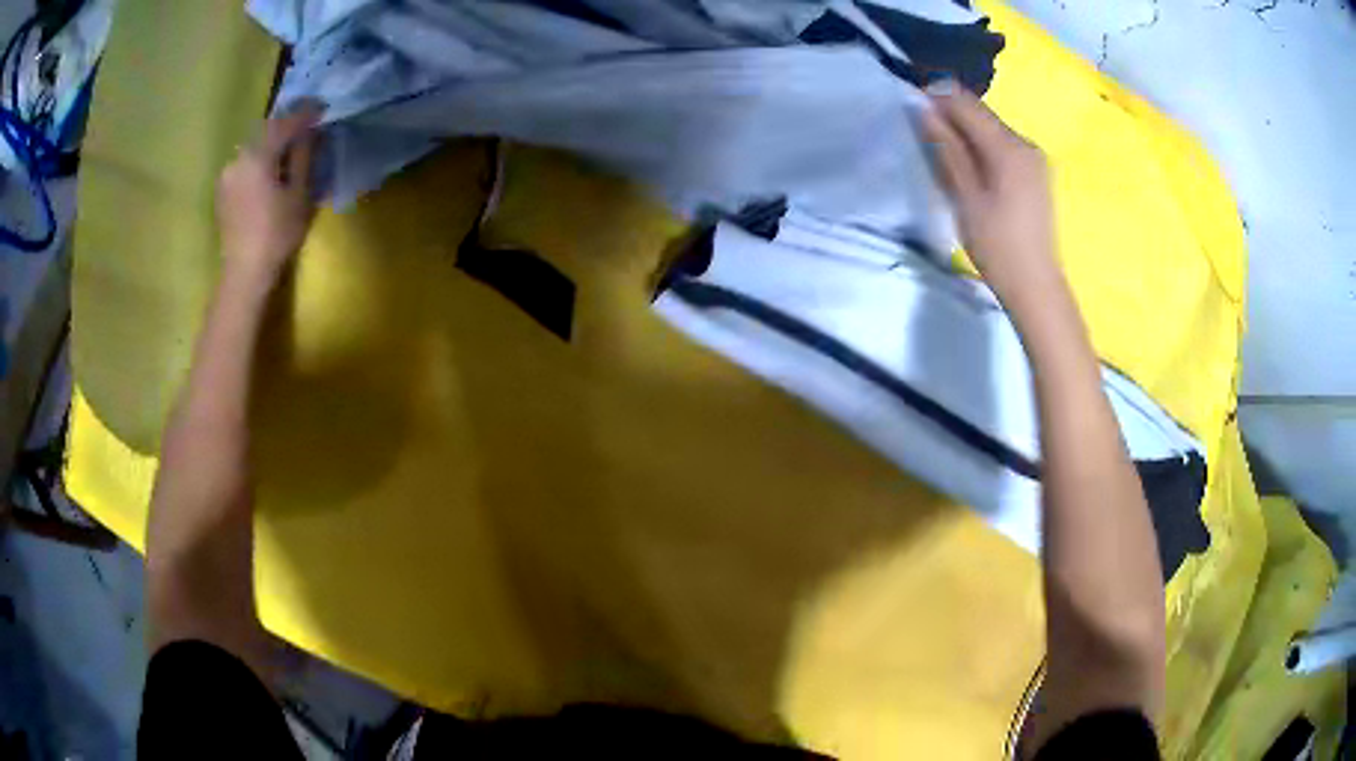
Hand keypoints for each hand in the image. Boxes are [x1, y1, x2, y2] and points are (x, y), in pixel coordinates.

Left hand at [217, 102, 323, 280]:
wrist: (243, 273)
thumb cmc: (276, 235)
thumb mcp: (299, 194)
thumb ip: (304, 157)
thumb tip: (310, 131)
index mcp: (257, 155)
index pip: (285, 123)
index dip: (305, 114)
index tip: (322, 108)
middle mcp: (238, 158)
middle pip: (266, 132)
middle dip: (286, 126)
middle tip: (307, 125)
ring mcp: (226, 175)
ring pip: (254, 148)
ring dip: (272, 144)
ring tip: (289, 149)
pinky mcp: (222, 190)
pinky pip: (244, 164)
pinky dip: (259, 160)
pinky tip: (269, 170)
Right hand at [921, 83, 1061, 313]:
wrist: (1036, 286)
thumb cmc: (997, 246)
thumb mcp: (965, 196)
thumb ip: (947, 148)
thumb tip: (925, 110)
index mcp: (1009, 147)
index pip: (967, 103)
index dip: (937, 98)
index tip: (912, 108)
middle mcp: (1026, 143)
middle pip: (981, 113)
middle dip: (951, 116)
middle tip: (924, 135)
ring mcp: (1035, 158)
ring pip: (992, 129)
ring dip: (966, 132)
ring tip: (945, 154)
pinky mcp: (1037, 172)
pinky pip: (1004, 146)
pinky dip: (983, 147)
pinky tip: (971, 169)